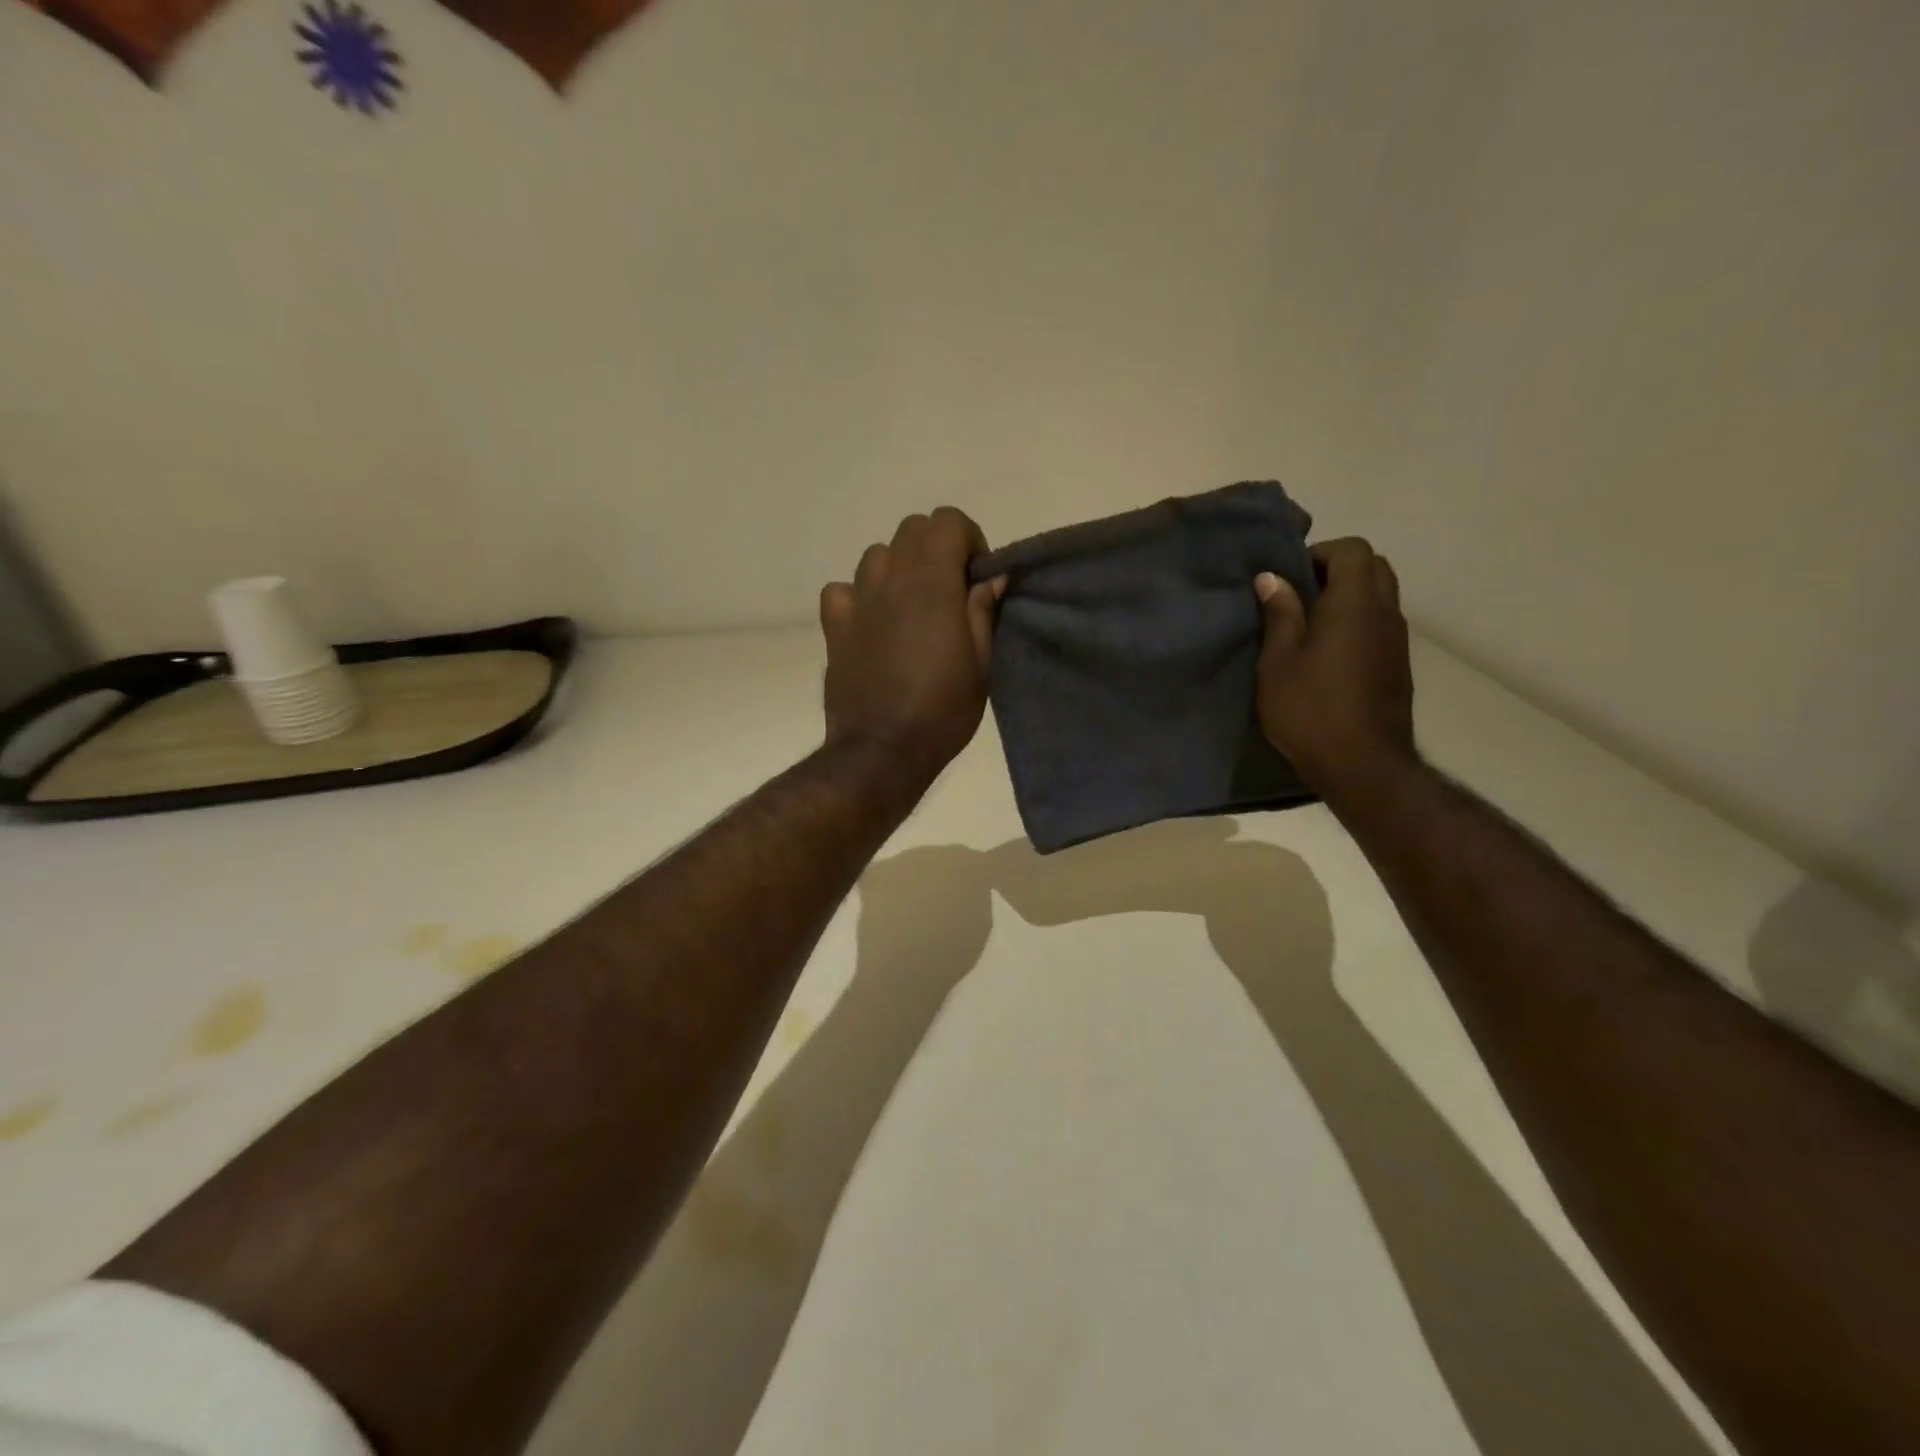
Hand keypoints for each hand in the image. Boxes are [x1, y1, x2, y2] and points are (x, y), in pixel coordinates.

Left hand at [820, 507, 1006, 786]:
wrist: (882, 750)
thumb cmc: (942, 710)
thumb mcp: (982, 663)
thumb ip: (983, 610)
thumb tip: (992, 576)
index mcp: (931, 583)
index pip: (946, 520)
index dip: (968, 539)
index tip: (976, 576)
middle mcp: (890, 579)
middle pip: (911, 529)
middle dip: (936, 548)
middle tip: (950, 591)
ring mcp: (856, 600)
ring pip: (877, 555)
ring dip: (899, 568)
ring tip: (911, 607)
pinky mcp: (833, 626)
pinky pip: (843, 589)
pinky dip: (860, 595)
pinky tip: (872, 622)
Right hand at [1254, 538, 1415, 797]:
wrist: (1363, 765)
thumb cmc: (1310, 710)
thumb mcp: (1278, 662)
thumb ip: (1280, 615)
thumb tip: (1272, 578)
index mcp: (1355, 604)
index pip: (1353, 550)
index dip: (1320, 554)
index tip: (1289, 579)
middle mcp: (1385, 613)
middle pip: (1373, 567)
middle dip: (1337, 570)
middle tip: (1300, 597)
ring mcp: (1397, 640)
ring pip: (1381, 595)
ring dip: (1348, 598)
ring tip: (1309, 627)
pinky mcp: (1398, 665)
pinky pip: (1380, 624)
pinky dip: (1357, 622)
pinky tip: (1327, 654)